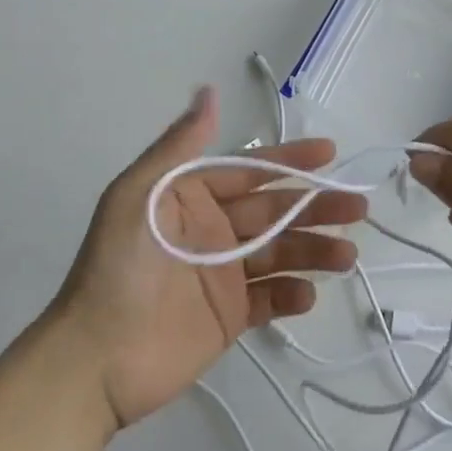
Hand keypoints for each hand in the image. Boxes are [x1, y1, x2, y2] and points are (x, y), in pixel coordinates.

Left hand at [49, 86, 366, 427]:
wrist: (94, 359)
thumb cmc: (118, 267)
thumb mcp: (139, 195)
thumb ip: (180, 146)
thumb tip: (208, 91)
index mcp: (192, 196)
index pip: (250, 171)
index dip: (290, 160)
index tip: (329, 153)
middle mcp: (212, 229)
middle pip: (274, 212)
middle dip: (316, 206)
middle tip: (357, 206)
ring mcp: (222, 274)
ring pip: (279, 254)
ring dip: (314, 250)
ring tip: (346, 254)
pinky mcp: (228, 317)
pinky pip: (269, 300)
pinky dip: (292, 295)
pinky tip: (310, 294)